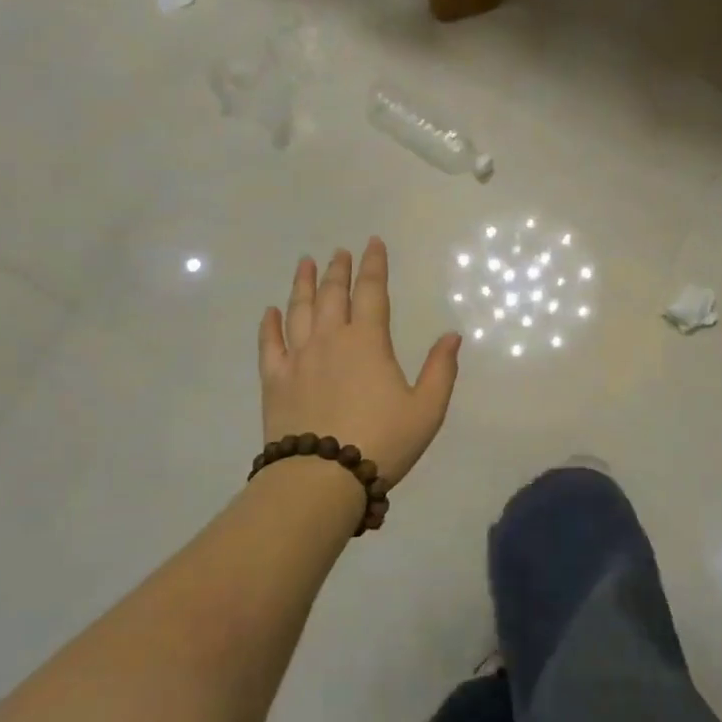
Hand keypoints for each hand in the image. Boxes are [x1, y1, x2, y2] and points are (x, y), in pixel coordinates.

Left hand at [259, 239, 461, 488]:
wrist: (322, 478)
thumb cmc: (382, 441)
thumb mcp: (426, 409)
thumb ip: (441, 370)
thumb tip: (452, 335)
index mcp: (368, 342)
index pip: (372, 292)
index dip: (374, 265)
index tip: (373, 243)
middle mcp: (330, 339)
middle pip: (333, 294)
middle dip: (338, 269)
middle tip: (339, 251)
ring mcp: (298, 358)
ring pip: (299, 310)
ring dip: (303, 284)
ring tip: (305, 263)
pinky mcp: (275, 381)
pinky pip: (270, 344)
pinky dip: (269, 324)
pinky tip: (270, 311)